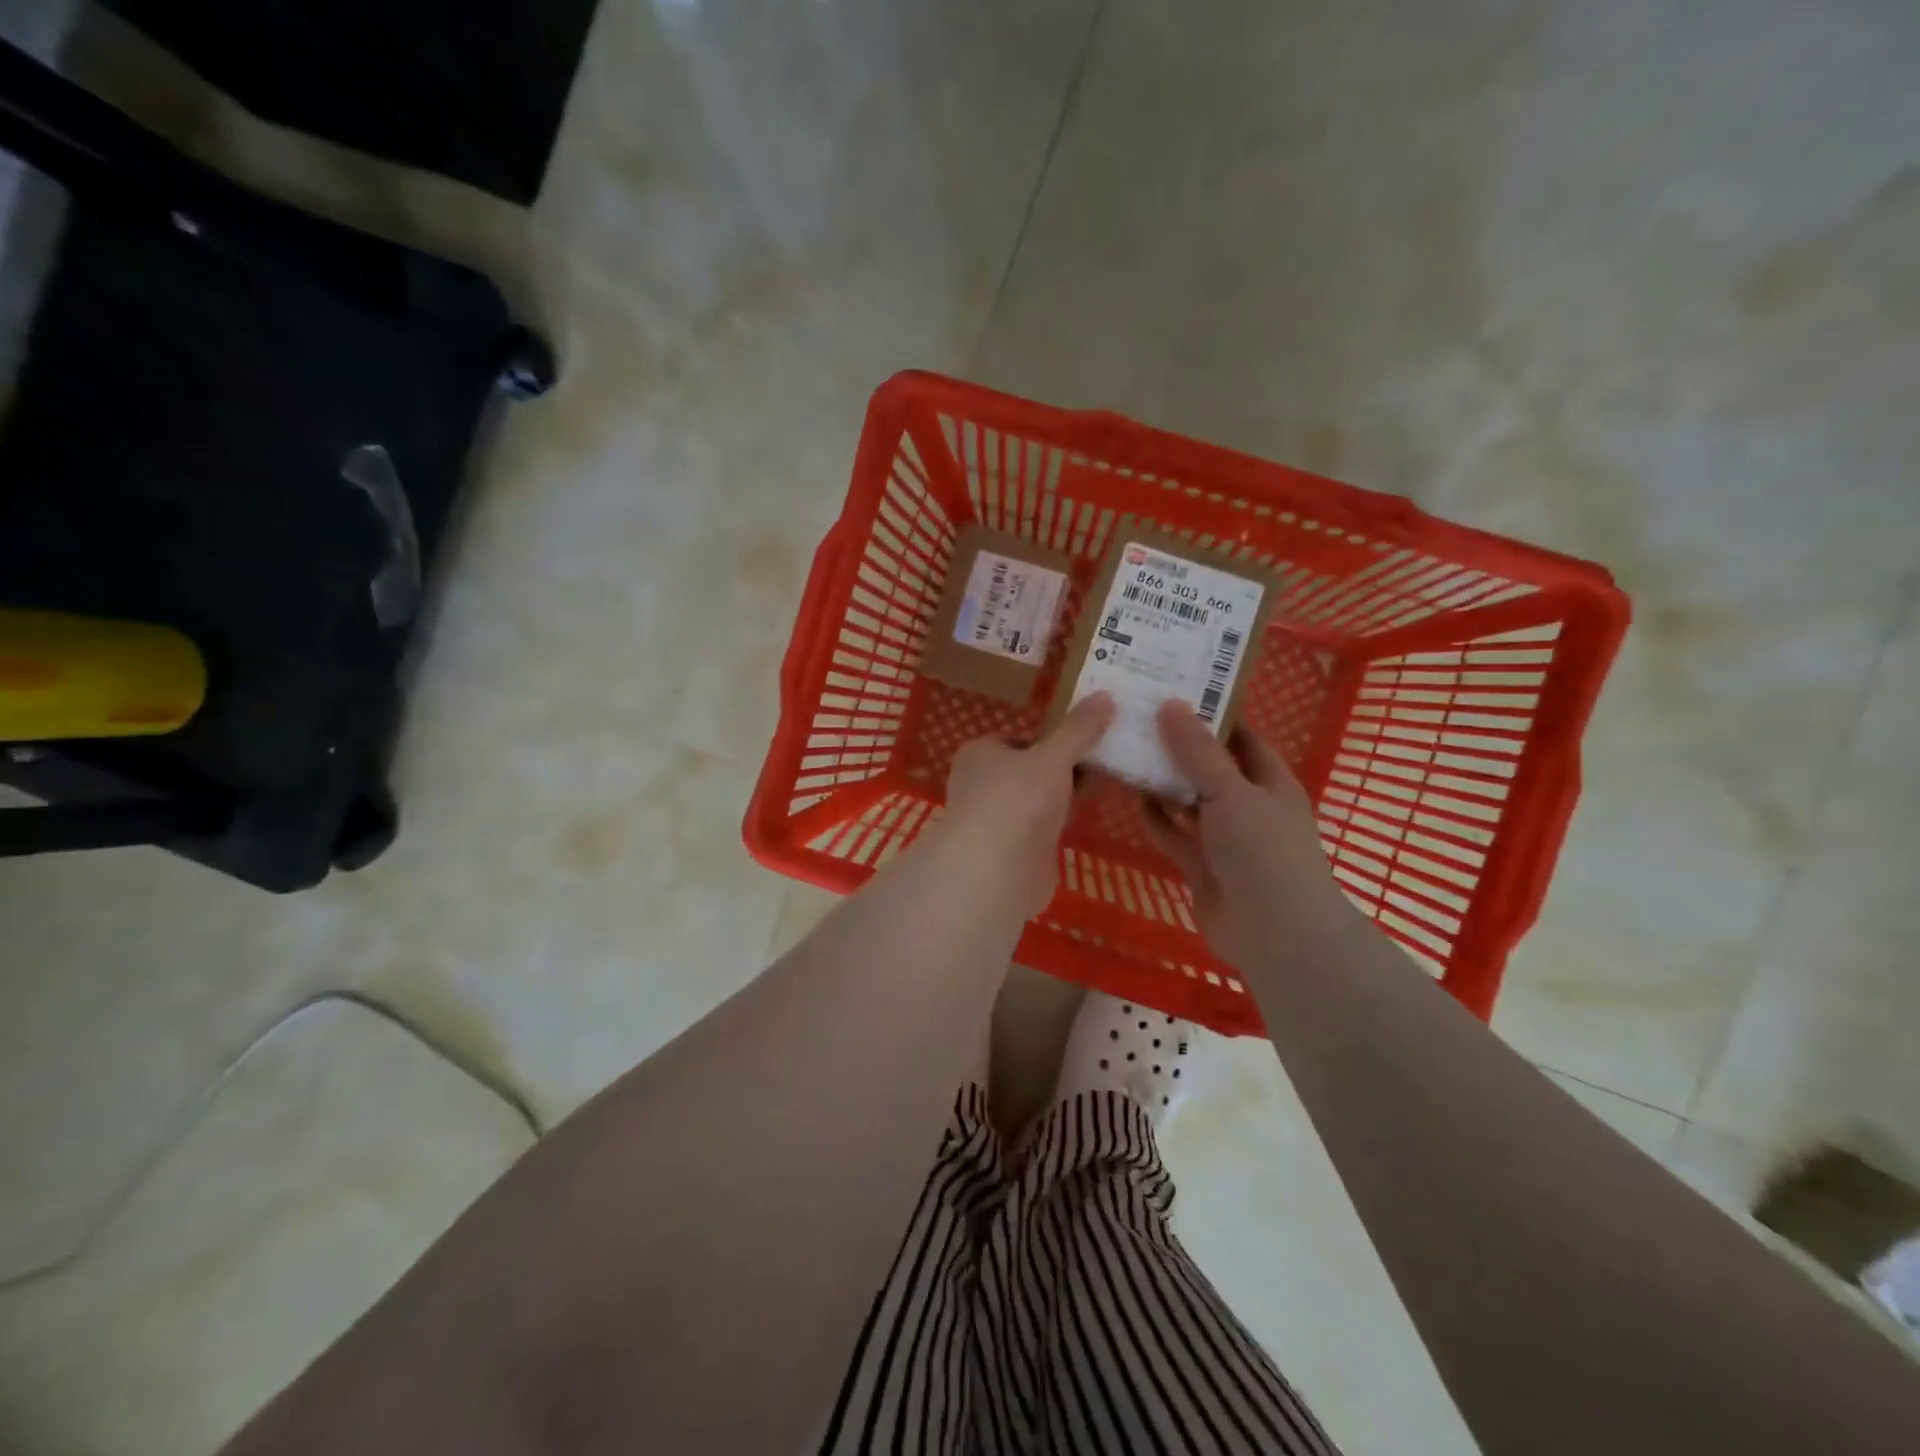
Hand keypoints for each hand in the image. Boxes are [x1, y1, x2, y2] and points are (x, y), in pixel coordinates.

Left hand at [937, 692, 1115, 919]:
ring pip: (1037, 800)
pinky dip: (1061, 824)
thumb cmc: (1017, 800)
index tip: (1089, 738)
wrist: (996, 872)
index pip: (1020, 738)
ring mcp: (995, 820)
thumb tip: (1105, 695)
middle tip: (1107, 761)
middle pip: (1030, 769)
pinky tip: (1088, 819)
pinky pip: (1042, 829)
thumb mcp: (1053, 756)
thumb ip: (1079, 729)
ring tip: (1107, 784)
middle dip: (1064, 768)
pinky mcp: (1011, 851)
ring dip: (1064, 797)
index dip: (1053, 738)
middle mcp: (981, 784)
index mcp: (980, 753)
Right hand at [1143, 701, 1346, 969]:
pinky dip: (1156, 819)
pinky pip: (1174, 834)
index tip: (1173, 692)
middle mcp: (1247, 805)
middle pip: (1209, 767)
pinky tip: (1132, 798)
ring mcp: (1224, 838)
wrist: (1274, 932)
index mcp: (1269, 781)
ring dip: (1163, 782)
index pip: (1240, 737)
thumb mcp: (1231, 791)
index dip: (1211, 714)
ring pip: (1188, 801)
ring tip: (1127, 751)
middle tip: (1138, 718)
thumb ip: (1198, 751)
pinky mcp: (1201, 866)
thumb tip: (1171, 705)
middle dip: (1178, 747)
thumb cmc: (1263, 849)